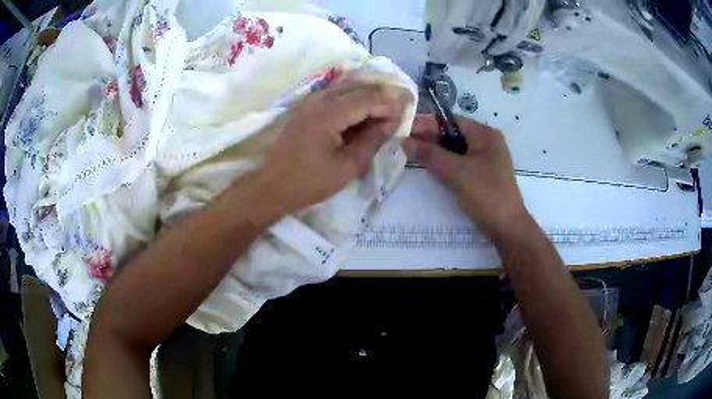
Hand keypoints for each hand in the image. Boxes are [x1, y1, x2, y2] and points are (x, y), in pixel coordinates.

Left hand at [252, 81, 409, 214]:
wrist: (271, 187)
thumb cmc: (309, 182)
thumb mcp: (347, 166)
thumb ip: (372, 140)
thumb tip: (392, 122)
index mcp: (329, 114)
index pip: (368, 98)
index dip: (391, 103)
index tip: (408, 111)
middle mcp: (319, 100)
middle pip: (358, 87)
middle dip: (383, 95)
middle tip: (401, 106)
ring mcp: (310, 102)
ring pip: (346, 87)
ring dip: (368, 94)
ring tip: (386, 108)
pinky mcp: (306, 108)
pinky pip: (335, 94)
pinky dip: (353, 97)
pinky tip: (363, 109)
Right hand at [403, 115, 527, 242]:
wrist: (507, 228)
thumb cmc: (486, 194)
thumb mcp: (456, 172)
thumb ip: (430, 155)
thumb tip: (404, 141)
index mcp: (485, 135)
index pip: (451, 121)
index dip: (427, 124)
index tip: (404, 129)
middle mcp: (486, 143)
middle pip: (453, 135)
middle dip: (429, 138)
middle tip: (403, 143)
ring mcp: (485, 160)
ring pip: (455, 151)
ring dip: (435, 152)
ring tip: (411, 154)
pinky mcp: (482, 176)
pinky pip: (459, 164)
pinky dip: (444, 165)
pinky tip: (429, 169)